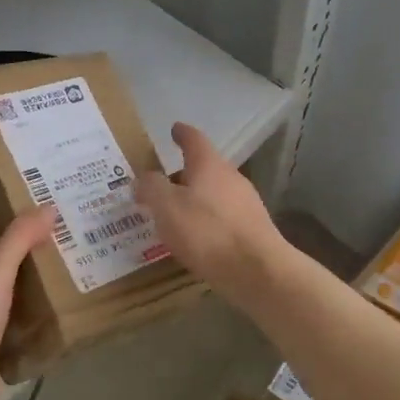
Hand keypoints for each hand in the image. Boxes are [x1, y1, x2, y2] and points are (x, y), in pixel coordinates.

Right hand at [135, 122, 290, 307]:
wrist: (257, 271)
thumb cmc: (207, 232)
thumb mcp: (166, 207)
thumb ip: (151, 188)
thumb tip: (143, 178)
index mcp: (209, 165)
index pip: (194, 139)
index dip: (182, 134)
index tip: (174, 129)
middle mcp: (231, 177)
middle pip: (204, 168)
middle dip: (182, 174)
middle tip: (160, 185)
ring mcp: (246, 203)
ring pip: (214, 193)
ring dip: (194, 199)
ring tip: (173, 215)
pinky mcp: (253, 228)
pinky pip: (222, 216)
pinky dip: (206, 220)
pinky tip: (196, 238)